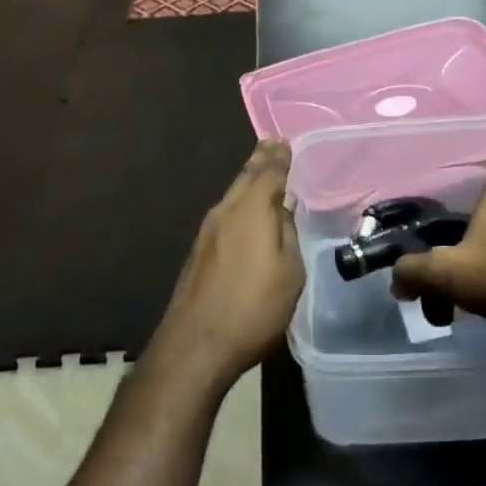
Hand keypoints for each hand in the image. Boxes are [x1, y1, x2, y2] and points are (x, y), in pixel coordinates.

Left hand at [154, 141, 302, 387]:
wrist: (196, 344)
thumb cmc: (253, 307)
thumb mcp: (290, 271)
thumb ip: (287, 233)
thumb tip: (282, 209)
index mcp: (252, 209)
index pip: (269, 172)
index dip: (279, 157)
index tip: (284, 141)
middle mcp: (226, 211)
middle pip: (246, 177)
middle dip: (260, 160)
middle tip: (271, 143)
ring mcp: (208, 230)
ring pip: (233, 194)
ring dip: (248, 179)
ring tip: (261, 169)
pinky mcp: (200, 251)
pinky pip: (225, 212)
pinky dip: (239, 201)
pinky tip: (245, 210)